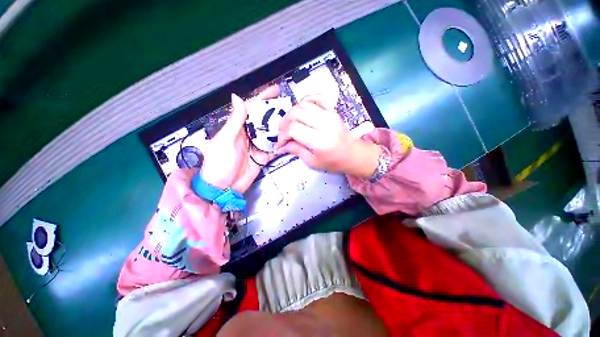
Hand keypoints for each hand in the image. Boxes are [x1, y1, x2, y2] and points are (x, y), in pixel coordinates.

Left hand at [200, 86, 278, 192]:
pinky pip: (273, 147)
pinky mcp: (263, 156)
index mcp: (238, 127)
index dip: (263, 99)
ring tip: (292, 120)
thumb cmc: (219, 163)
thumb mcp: (226, 140)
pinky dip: (280, 144)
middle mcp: (249, 134)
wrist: (223, 187)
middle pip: (264, 120)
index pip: (251, 109)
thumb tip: (237, 98)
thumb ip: (235, 121)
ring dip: (280, 127)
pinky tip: (288, 138)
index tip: (274, 91)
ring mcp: (257, 145)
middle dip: (275, 112)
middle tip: (288, 106)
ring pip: (271, 133)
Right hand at [275, 95, 381, 178]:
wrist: (353, 154)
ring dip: (292, 112)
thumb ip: (296, 151)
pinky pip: (316, 97)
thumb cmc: (333, 162)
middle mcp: (324, 124)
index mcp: (319, 140)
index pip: (293, 129)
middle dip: (284, 123)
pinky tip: (301, 109)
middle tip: (283, 133)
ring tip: (290, 123)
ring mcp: (329, 114)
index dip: (283, 135)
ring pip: (303, 104)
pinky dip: (305, 100)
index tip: (281, 143)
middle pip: (296, 113)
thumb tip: (281, 146)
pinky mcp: (332, 110)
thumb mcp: (313, 162)